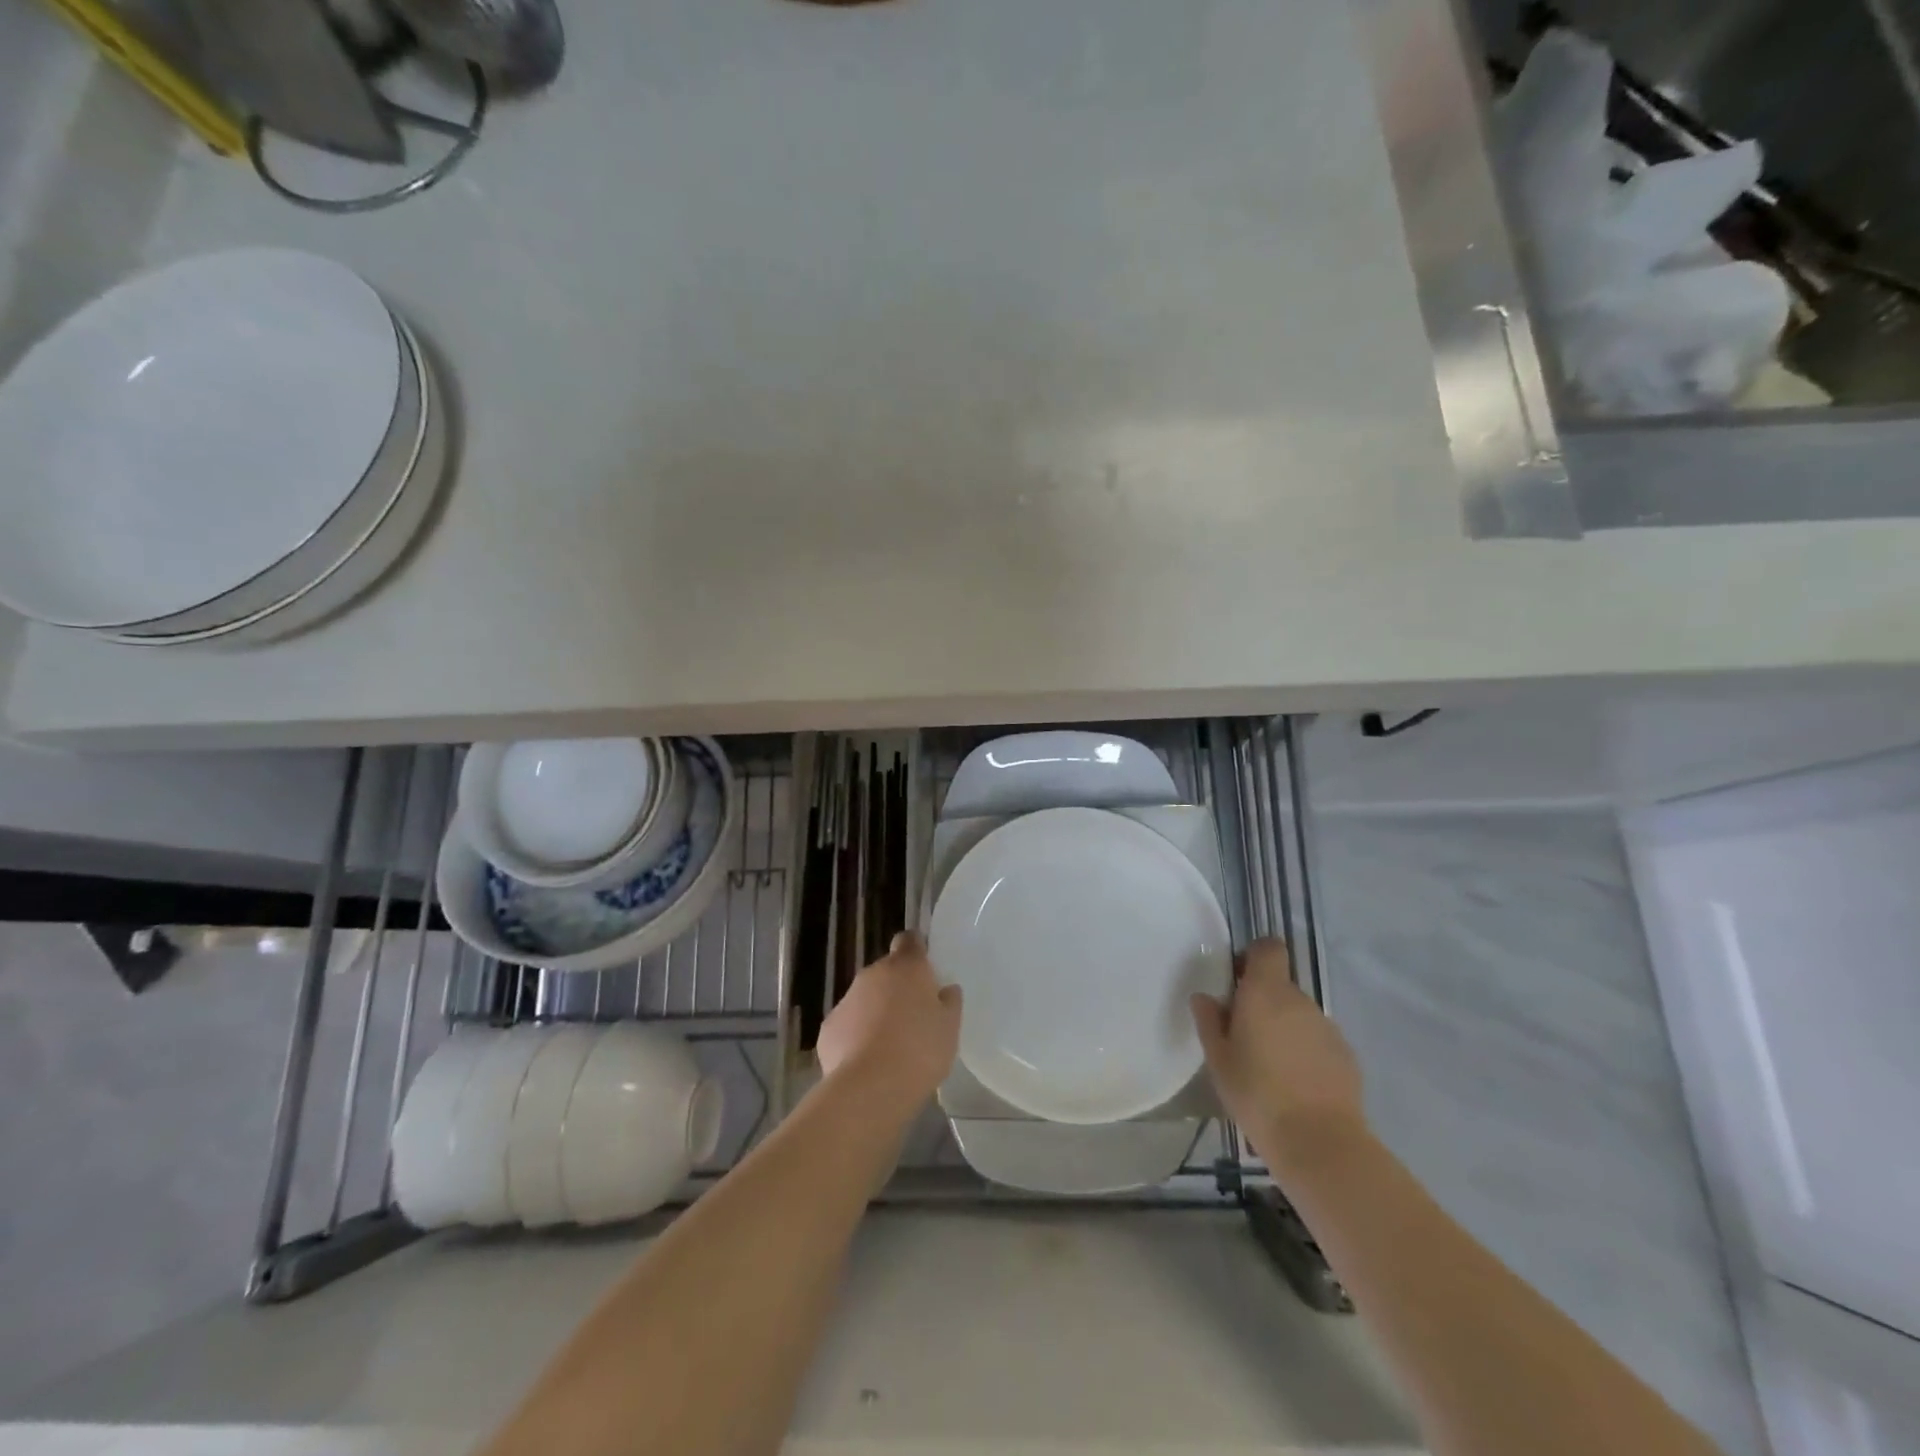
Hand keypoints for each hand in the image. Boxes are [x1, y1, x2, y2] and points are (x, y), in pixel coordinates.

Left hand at [818, 931, 962, 1113]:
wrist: (870, 1087)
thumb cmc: (920, 1051)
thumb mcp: (950, 1028)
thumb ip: (949, 1003)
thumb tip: (945, 990)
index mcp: (907, 967)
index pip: (909, 940)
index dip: (916, 951)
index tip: (925, 971)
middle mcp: (873, 974)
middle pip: (887, 972)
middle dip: (897, 989)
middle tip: (913, 1018)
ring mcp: (846, 999)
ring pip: (865, 998)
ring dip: (876, 1013)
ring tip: (891, 1048)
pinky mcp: (828, 1027)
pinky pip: (847, 1024)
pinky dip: (856, 1036)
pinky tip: (867, 1062)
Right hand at [1192, 938, 1366, 1166]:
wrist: (1320, 1143)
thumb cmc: (1257, 1094)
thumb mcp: (1218, 1059)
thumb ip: (1209, 1022)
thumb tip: (1205, 998)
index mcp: (1266, 992)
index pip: (1268, 948)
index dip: (1253, 957)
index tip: (1237, 982)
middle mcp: (1299, 1000)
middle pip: (1280, 985)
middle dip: (1262, 1001)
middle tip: (1243, 1035)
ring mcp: (1328, 1027)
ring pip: (1299, 1015)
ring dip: (1284, 1028)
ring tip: (1270, 1066)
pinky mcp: (1347, 1056)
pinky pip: (1318, 1040)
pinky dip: (1305, 1052)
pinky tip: (1295, 1085)